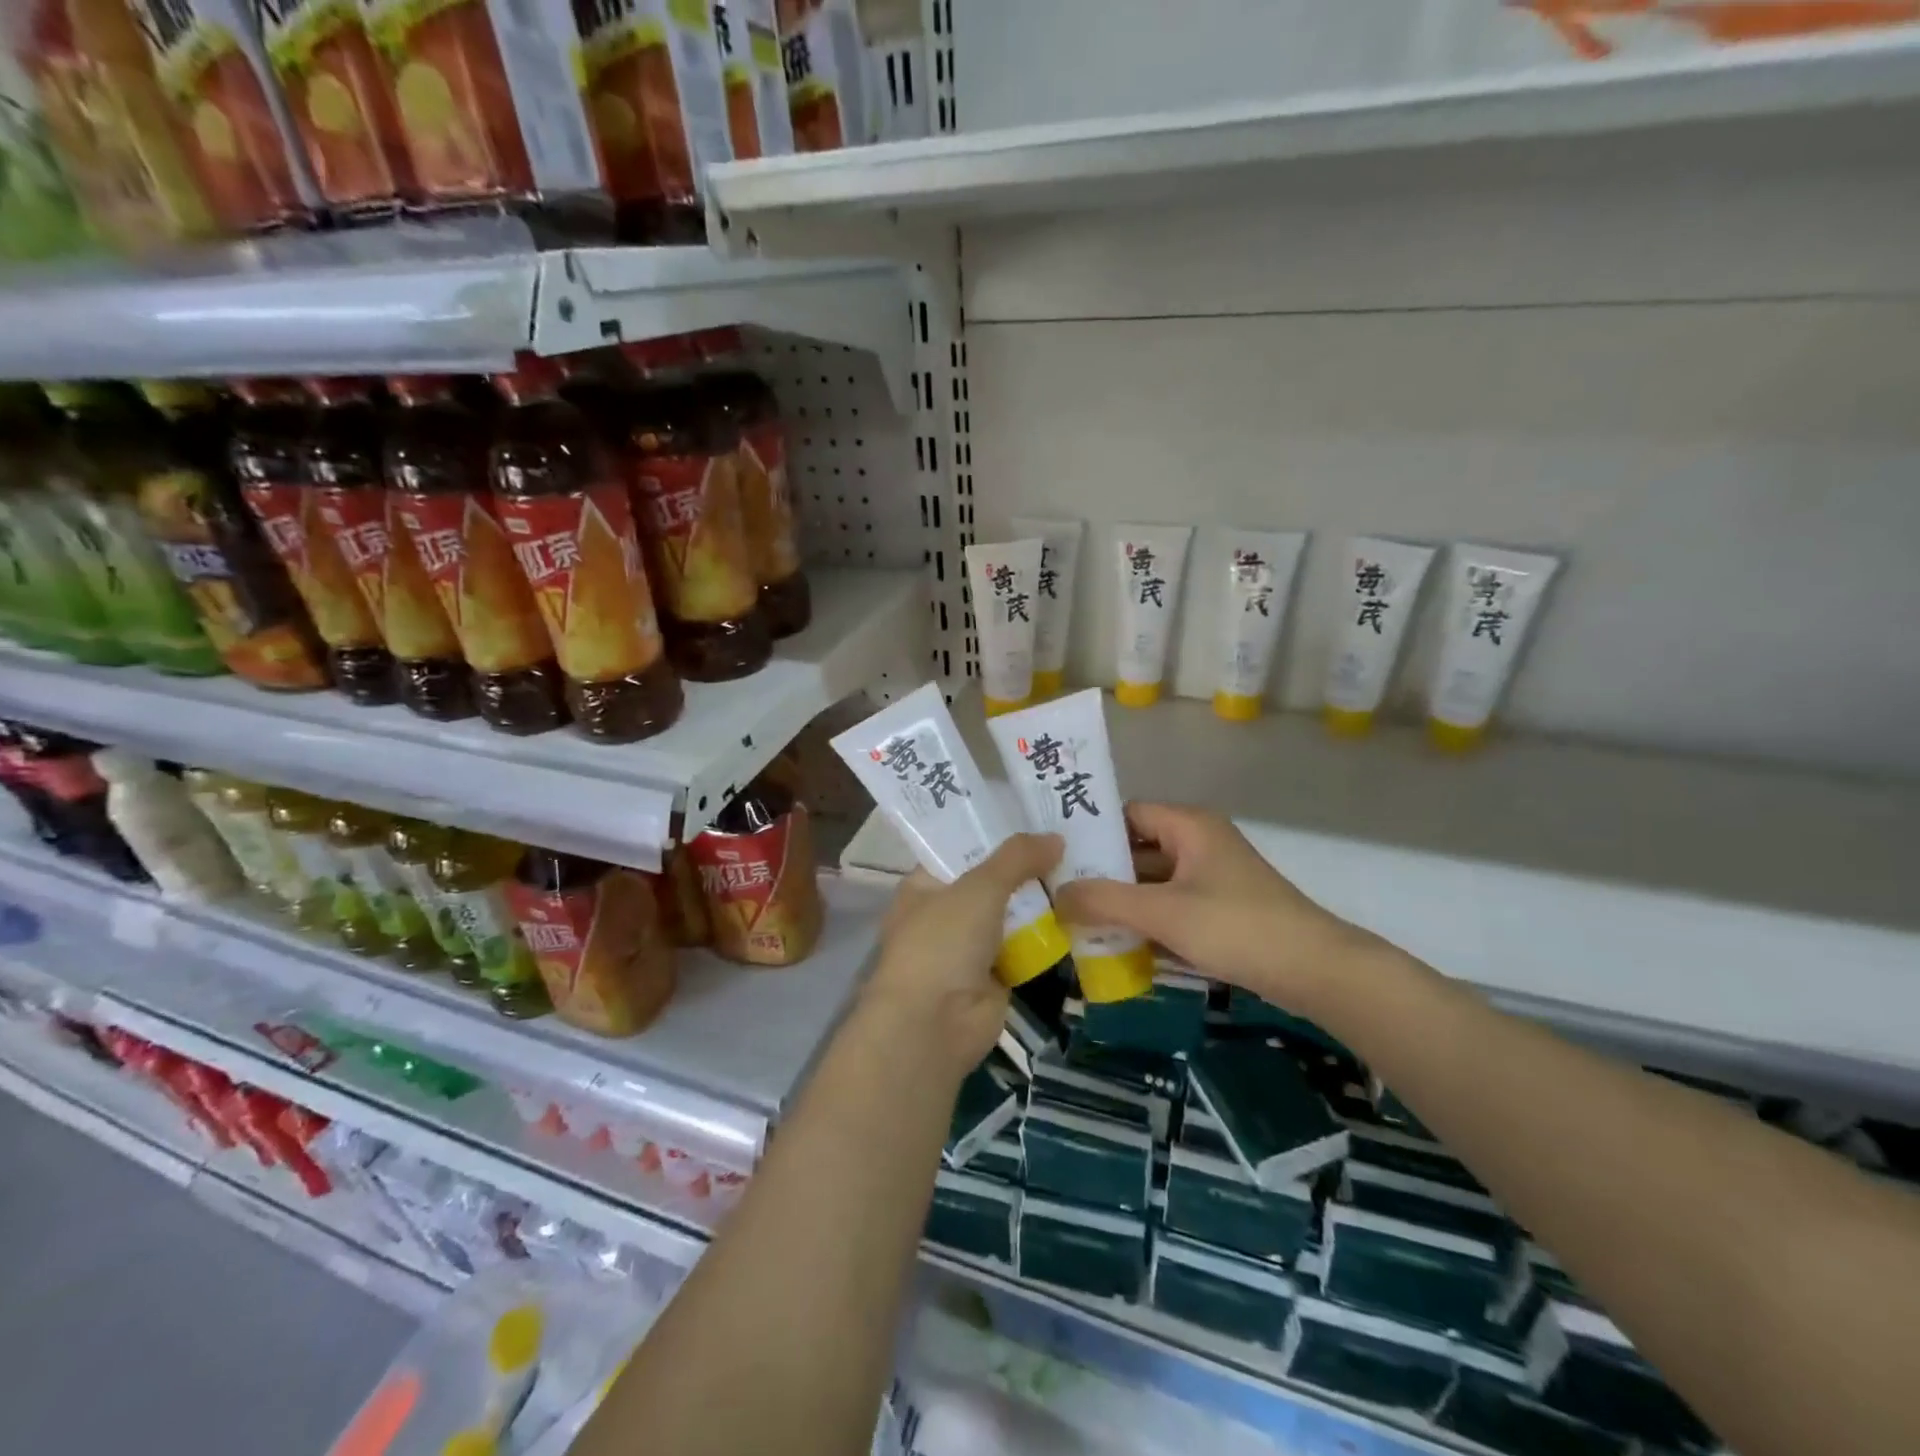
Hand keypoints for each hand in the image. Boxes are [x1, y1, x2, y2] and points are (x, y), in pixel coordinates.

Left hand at [860, 833, 1061, 1083]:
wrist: (935, 1025)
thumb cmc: (942, 943)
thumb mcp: (979, 887)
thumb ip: (1017, 858)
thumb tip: (1056, 837)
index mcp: (925, 884)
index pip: (961, 848)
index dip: (995, 832)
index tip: (1035, 814)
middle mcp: (945, 912)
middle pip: (992, 880)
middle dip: (1027, 865)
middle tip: (1072, 838)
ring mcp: (970, 946)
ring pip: (1012, 913)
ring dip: (1042, 899)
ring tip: (1086, 867)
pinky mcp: (996, 974)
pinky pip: (1026, 945)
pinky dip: (1049, 934)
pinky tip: (1083, 911)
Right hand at [1052, 802, 1371, 1012]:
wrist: (1317, 972)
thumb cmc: (1237, 927)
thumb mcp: (1164, 912)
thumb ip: (1106, 901)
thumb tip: (1056, 895)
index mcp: (1188, 826)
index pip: (1127, 814)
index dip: (1091, 832)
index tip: (1056, 857)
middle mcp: (1198, 843)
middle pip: (1137, 849)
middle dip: (1101, 873)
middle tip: (1059, 894)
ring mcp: (1210, 877)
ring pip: (1152, 881)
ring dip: (1121, 901)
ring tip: (1077, 921)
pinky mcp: (1219, 909)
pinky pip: (1170, 906)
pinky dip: (1145, 920)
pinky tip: (1115, 943)